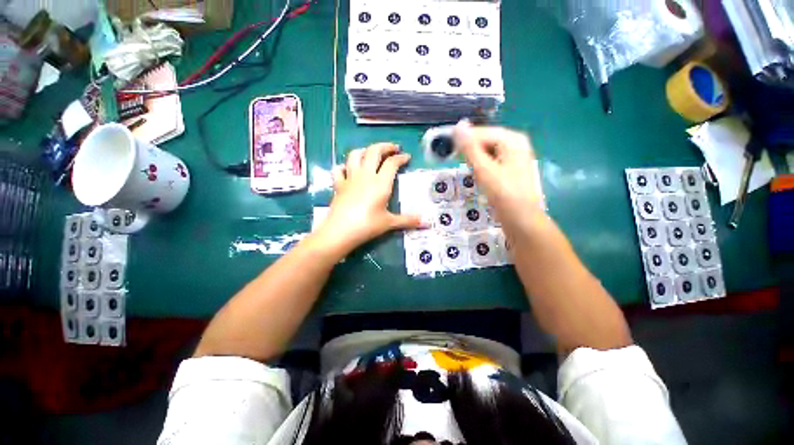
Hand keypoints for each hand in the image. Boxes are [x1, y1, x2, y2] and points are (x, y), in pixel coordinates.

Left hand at [315, 143, 423, 251]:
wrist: (341, 231)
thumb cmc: (368, 225)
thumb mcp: (389, 223)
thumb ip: (408, 220)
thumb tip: (426, 223)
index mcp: (380, 183)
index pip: (392, 163)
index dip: (401, 158)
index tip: (407, 156)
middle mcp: (365, 175)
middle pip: (374, 151)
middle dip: (385, 146)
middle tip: (393, 148)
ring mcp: (350, 178)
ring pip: (355, 155)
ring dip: (364, 150)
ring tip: (371, 153)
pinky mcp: (338, 185)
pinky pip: (339, 169)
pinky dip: (344, 166)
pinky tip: (348, 169)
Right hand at [454, 123, 545, 231]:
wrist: (522, 220)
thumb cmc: (504, 194)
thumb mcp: (484, 169)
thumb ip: (470, 148)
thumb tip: (458, 125)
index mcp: (511, 139)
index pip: (480, 132)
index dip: (463, 140)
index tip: (447, 152)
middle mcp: (515, 143)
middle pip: (485, 140)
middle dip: (469, 150)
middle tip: (456, 162)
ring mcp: (514, 156)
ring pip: (487, 151)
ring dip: (474, 159)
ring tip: (466, 170)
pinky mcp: (511, 168)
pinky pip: (491, 161)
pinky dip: (481, 166)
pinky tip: (477, 175)